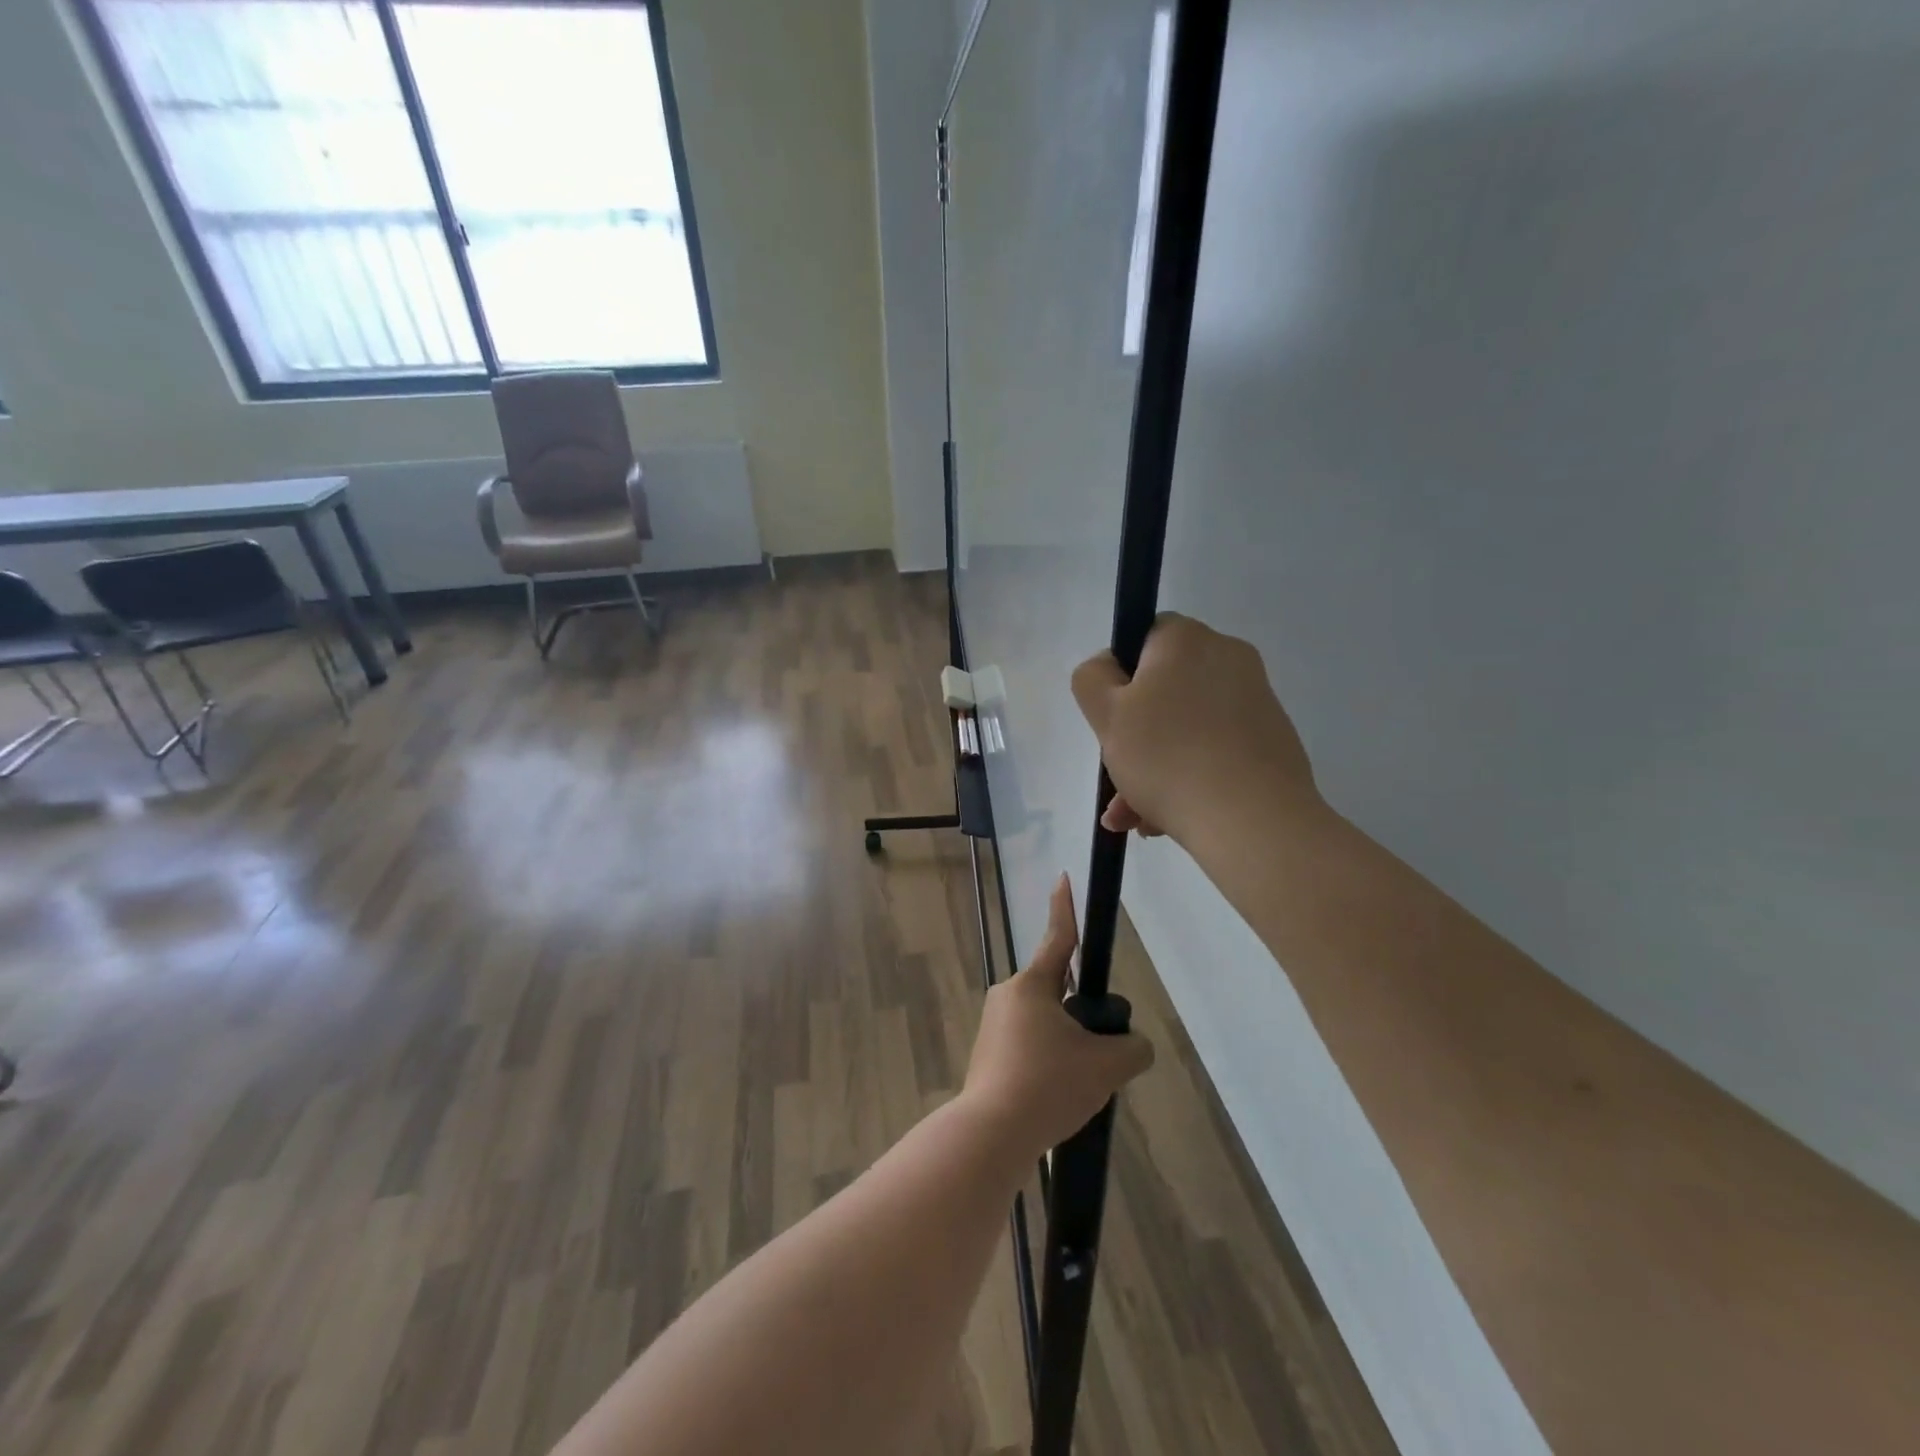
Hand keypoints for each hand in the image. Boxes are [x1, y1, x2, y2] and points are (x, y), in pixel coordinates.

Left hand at [961, 877, 1154, 1159]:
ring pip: (1045, 1023)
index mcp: (1033, 985)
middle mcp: (1008, 995)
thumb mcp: (1106, 1066)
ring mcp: (993, 1026)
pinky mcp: (988, 1054)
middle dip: (1082, 1015)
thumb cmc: (1047, 1085)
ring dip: (1067, 1044)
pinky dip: (1049, 1062)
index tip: (1063, 879)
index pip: (1058, 938)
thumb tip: (1131, 1046)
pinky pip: (1030, 1046)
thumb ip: (1131, 1049)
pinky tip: (1057, 1096)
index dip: (1065, 908)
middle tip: (1100, 1053)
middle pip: (1058, 992)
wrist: (991, 1134)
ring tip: (1078, 1086)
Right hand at [1072, 613, 1318, 844]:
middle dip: (1133, 738)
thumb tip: (1109, 668)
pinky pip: (1215, 750)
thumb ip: (1092, 678)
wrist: (1253, 821)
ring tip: (1135, 819)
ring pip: (1186, 727)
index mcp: (1188, 639)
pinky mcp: (1273, 741)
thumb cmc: (1168, 758)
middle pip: (1164, 690)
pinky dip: (1189, 776)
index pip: (1144, 637)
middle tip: (1116, 782)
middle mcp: (1229, 658)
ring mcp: (1257, 701)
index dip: (1119, 676)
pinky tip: (1167, 821)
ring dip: (1154, 768)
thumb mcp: (1107, 715)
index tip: (1111, 718)